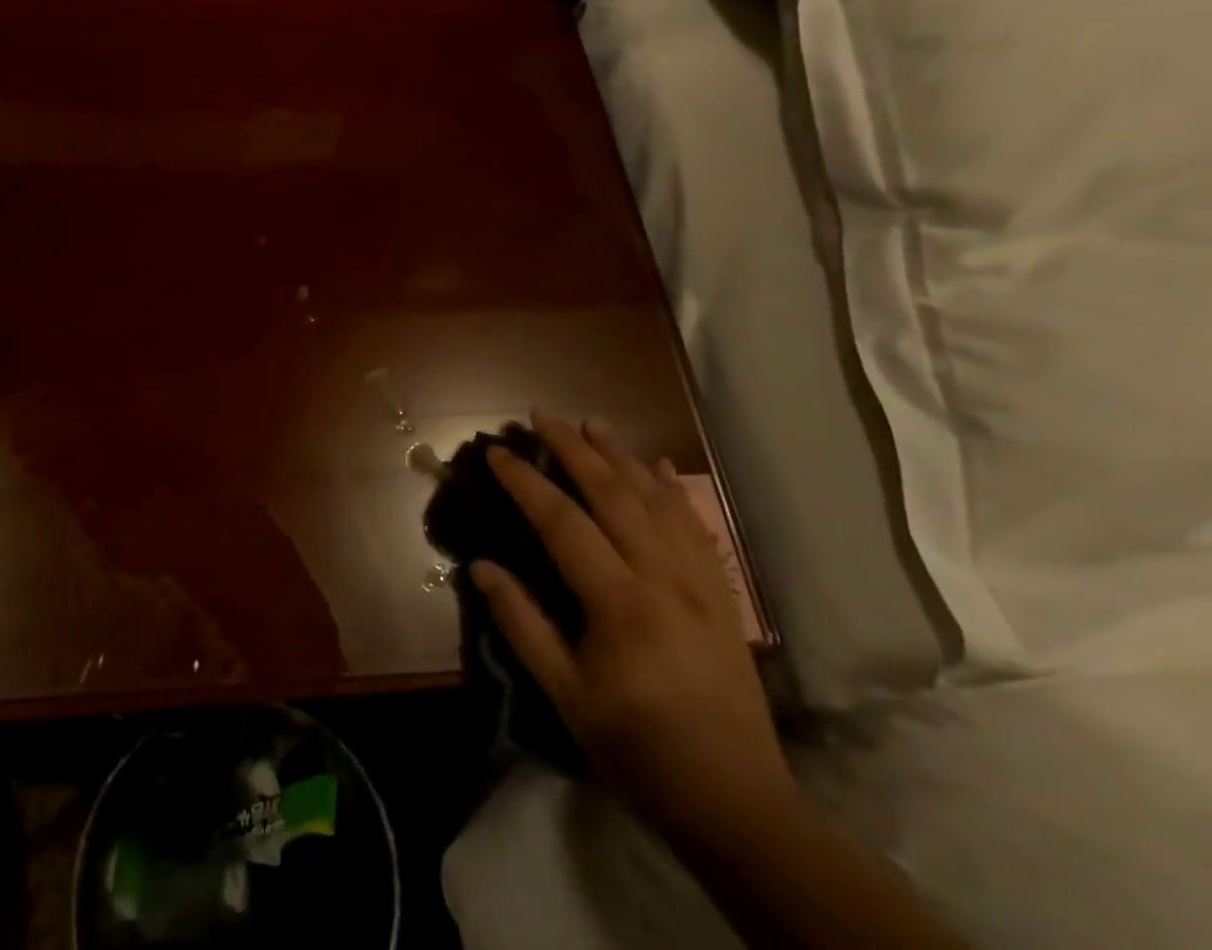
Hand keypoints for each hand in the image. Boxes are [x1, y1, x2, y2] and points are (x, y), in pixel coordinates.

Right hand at [472, 410, 793, 842]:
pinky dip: (673, 489)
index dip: (525, 481)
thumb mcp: (567, 696)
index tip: (497, 452)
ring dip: (621, 456)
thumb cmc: (639, 750)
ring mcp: (700, 582)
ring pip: (658, 499)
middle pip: (613, 494)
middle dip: (573, 448)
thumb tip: (481, 567)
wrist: (738, 803)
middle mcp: (663, 578)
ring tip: (590, 424)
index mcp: (620, 603)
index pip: (562, 522)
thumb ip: (522, 625)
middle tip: (540, 414)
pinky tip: (658, 465)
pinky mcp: (722, 595)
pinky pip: (696, 526)